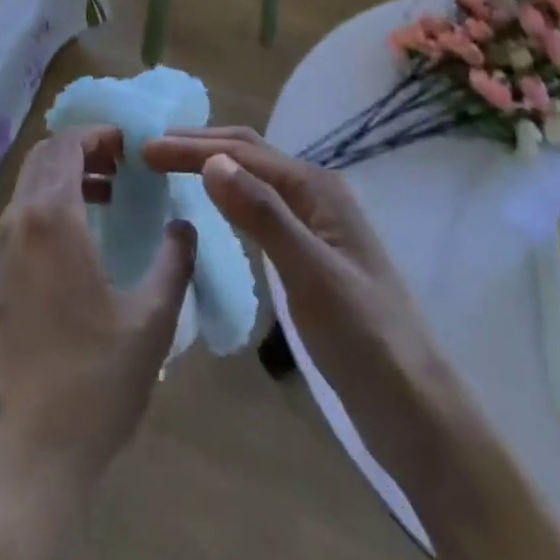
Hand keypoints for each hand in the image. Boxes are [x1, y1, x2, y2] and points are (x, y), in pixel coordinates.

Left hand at [0, 127, 196, 490]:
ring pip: (29, 184)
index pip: (68, 144)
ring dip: (65, 176)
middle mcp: (18, 220)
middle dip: (82, 149)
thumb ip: (173, 262)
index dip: (99, 135)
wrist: (29, 449)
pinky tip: (81, 237)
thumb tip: (184, 226)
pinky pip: (21, 214)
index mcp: (52, 218)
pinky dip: (49, 203)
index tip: (131, 146)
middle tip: (122, 166)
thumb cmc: (95, 380)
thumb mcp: (151, 320)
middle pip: (44, 156)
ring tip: (108, 195)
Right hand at [141, 126, 455, 484]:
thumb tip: (210, 160)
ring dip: (210, 166)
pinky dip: (226, 196)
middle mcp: (315, 194)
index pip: (241, 152)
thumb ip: (263, 216)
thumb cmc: (365, 340)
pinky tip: (210, 208)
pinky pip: (257, 208)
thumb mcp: (311, 275)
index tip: (142, 152)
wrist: (417, 414)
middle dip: (196, 146)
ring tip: (168, 169)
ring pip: (252, 178)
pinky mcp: (309, 253)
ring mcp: (314, 224)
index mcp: (316, 188)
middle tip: (146, 152)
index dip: (190, 148)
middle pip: (247, 154)